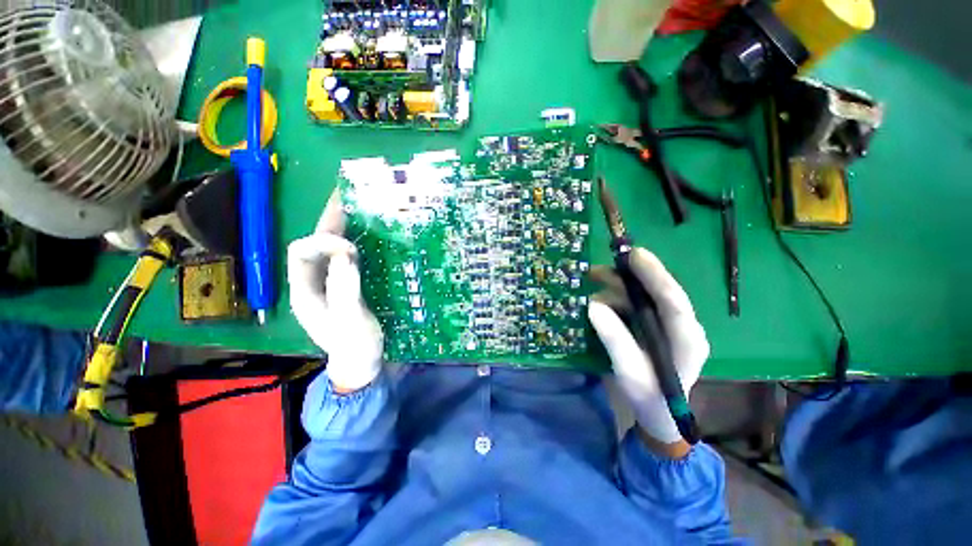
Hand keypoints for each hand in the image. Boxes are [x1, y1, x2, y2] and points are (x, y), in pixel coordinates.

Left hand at [287, 192, 382, 391]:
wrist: (363, 365)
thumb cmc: (357, 346)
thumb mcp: (351, 321)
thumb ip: (345, 288)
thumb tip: (345, 252)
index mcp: (305, 291)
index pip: (301, 253)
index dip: (322, 242)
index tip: (350, 246)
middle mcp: (312, 283)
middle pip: (313, 245)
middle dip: (328, 221)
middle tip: (346, 198)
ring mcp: (329, 284)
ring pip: (328, 249)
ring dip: (341, 228)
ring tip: (357, 208)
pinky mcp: (345, 286)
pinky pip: (345, 259)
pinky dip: (354, 243)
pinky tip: (368, 236)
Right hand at [588, 248, 709, 448]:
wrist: (659, 411)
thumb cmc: (649, 397)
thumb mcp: (629, 373)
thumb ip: (615, 340)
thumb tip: (593, 305)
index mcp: (687, 340)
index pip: (675, 302)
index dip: (656, 276)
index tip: (635, 256)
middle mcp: (681, 325)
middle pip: (657, 291)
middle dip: (628, 276)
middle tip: (597, 269)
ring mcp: (667, 322)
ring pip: (642, 293)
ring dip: (616, 285)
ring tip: (591, 280)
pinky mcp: (654, 322)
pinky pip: (633, 301)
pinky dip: (614, 295)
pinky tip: (597, 297)